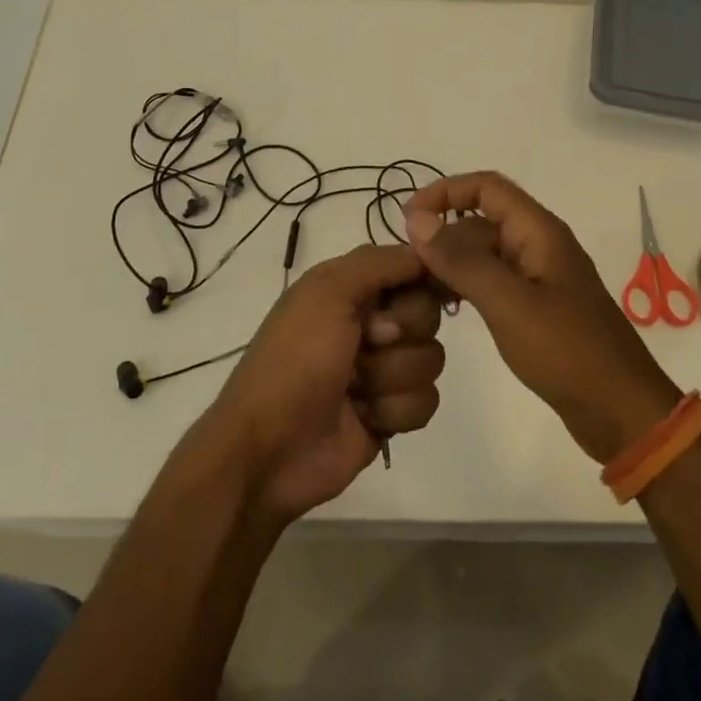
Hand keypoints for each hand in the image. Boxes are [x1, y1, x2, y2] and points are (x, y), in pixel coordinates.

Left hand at [207, 243, 445, 525]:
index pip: (411, 268)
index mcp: (351, 289)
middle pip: (428, 313)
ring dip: (391, 375)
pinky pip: (426, 401)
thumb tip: (426, 252)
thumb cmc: (296, 360)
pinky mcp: (391, 414)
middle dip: (403, 331)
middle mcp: (370, 323)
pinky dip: (394, 410)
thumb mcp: (328, 291)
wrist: (269, 448)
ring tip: (354, 388)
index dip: (422, 278)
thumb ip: (380, 262)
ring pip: (431, 359)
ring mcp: (382, 370)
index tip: (422, 288)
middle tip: (366, 342)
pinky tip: (363, 417)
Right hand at [404, 173, 679, 462]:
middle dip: (443, 235)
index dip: (445, 192)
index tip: (407, 220)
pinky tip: (447, 308)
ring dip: (452, 263)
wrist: (620, 412)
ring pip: (485, 252)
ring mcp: (538, 277)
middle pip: (481, 220)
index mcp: (539, 232)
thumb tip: (417, 219)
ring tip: (420, 291)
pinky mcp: (536, 306)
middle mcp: (539, 245)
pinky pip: (493, 281)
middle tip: (407, 270)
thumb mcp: (509, 304)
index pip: (487, 186)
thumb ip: (462, 260)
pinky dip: (467, 286)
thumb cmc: (567, 351)